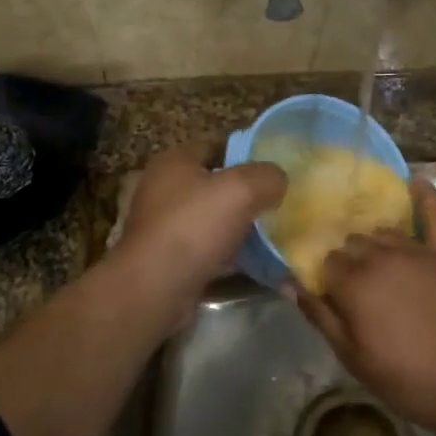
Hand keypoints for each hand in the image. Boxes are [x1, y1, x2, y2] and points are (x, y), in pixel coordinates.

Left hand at [109, 141, 285, 331]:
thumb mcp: (241, 189)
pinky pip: (213, 252)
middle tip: (281, 202)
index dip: (248, 153)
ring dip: (244, 229)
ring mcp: (168, 227)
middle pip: (218, 185)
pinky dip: (236, 257)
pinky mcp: (173, 260)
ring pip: (217, 221)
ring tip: (278, 235)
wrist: (155, 289)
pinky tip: (263, 266)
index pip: (217, 145)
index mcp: (175, 162)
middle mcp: (166, 190)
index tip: (277, 168)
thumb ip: (267, 176)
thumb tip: (278, 180)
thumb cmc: (193, 227)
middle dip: (249, 195)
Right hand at [293, 180, 435, 435]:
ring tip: (378, 263)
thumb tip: (289, 283)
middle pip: (353, 243)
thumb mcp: (353, 358)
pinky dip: (426, 197)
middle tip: (355, 287)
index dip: (326, 279)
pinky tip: (417, 182)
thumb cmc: (408, 379)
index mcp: (354, 283)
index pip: (326, 262)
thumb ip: (320, 315)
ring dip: (376, 243)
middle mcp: (382, 256)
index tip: (330, 295)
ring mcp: (419, 251)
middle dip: (348, 260)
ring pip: (384, 232)